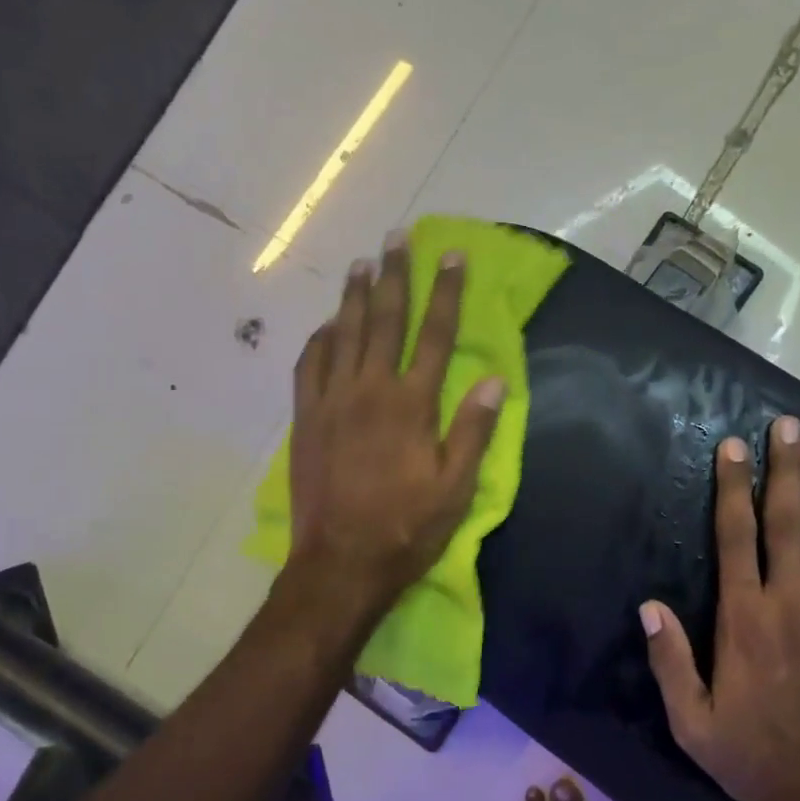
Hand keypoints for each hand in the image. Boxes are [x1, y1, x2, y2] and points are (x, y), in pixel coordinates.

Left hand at [286, 234, 505, 615]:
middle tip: (398, 237)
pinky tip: (327, 324)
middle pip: (385, 320)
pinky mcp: (305, 418)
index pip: (436, 335)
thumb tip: (494, 380)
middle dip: (395, 276)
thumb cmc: (406, 529)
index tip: (452, 256)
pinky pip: (309, 365)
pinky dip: (320, 338)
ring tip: (362, 262)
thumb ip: (473, 430)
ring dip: (354, 296)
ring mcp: (331, 401)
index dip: (447, 293)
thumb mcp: (455, 488)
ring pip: (344, 333)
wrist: (339, 563)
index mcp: (412, 405)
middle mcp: (370, 390)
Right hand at [642, 416, 799, 800]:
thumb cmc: (751, 757)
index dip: (732, 488)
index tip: (732, 447)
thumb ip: (669, 660)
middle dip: (783, 469)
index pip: (735, 538)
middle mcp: (788, 603)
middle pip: (785, 522)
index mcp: (743, 620)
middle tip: (785, 426)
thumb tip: (649, 604)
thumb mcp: (690, 721)